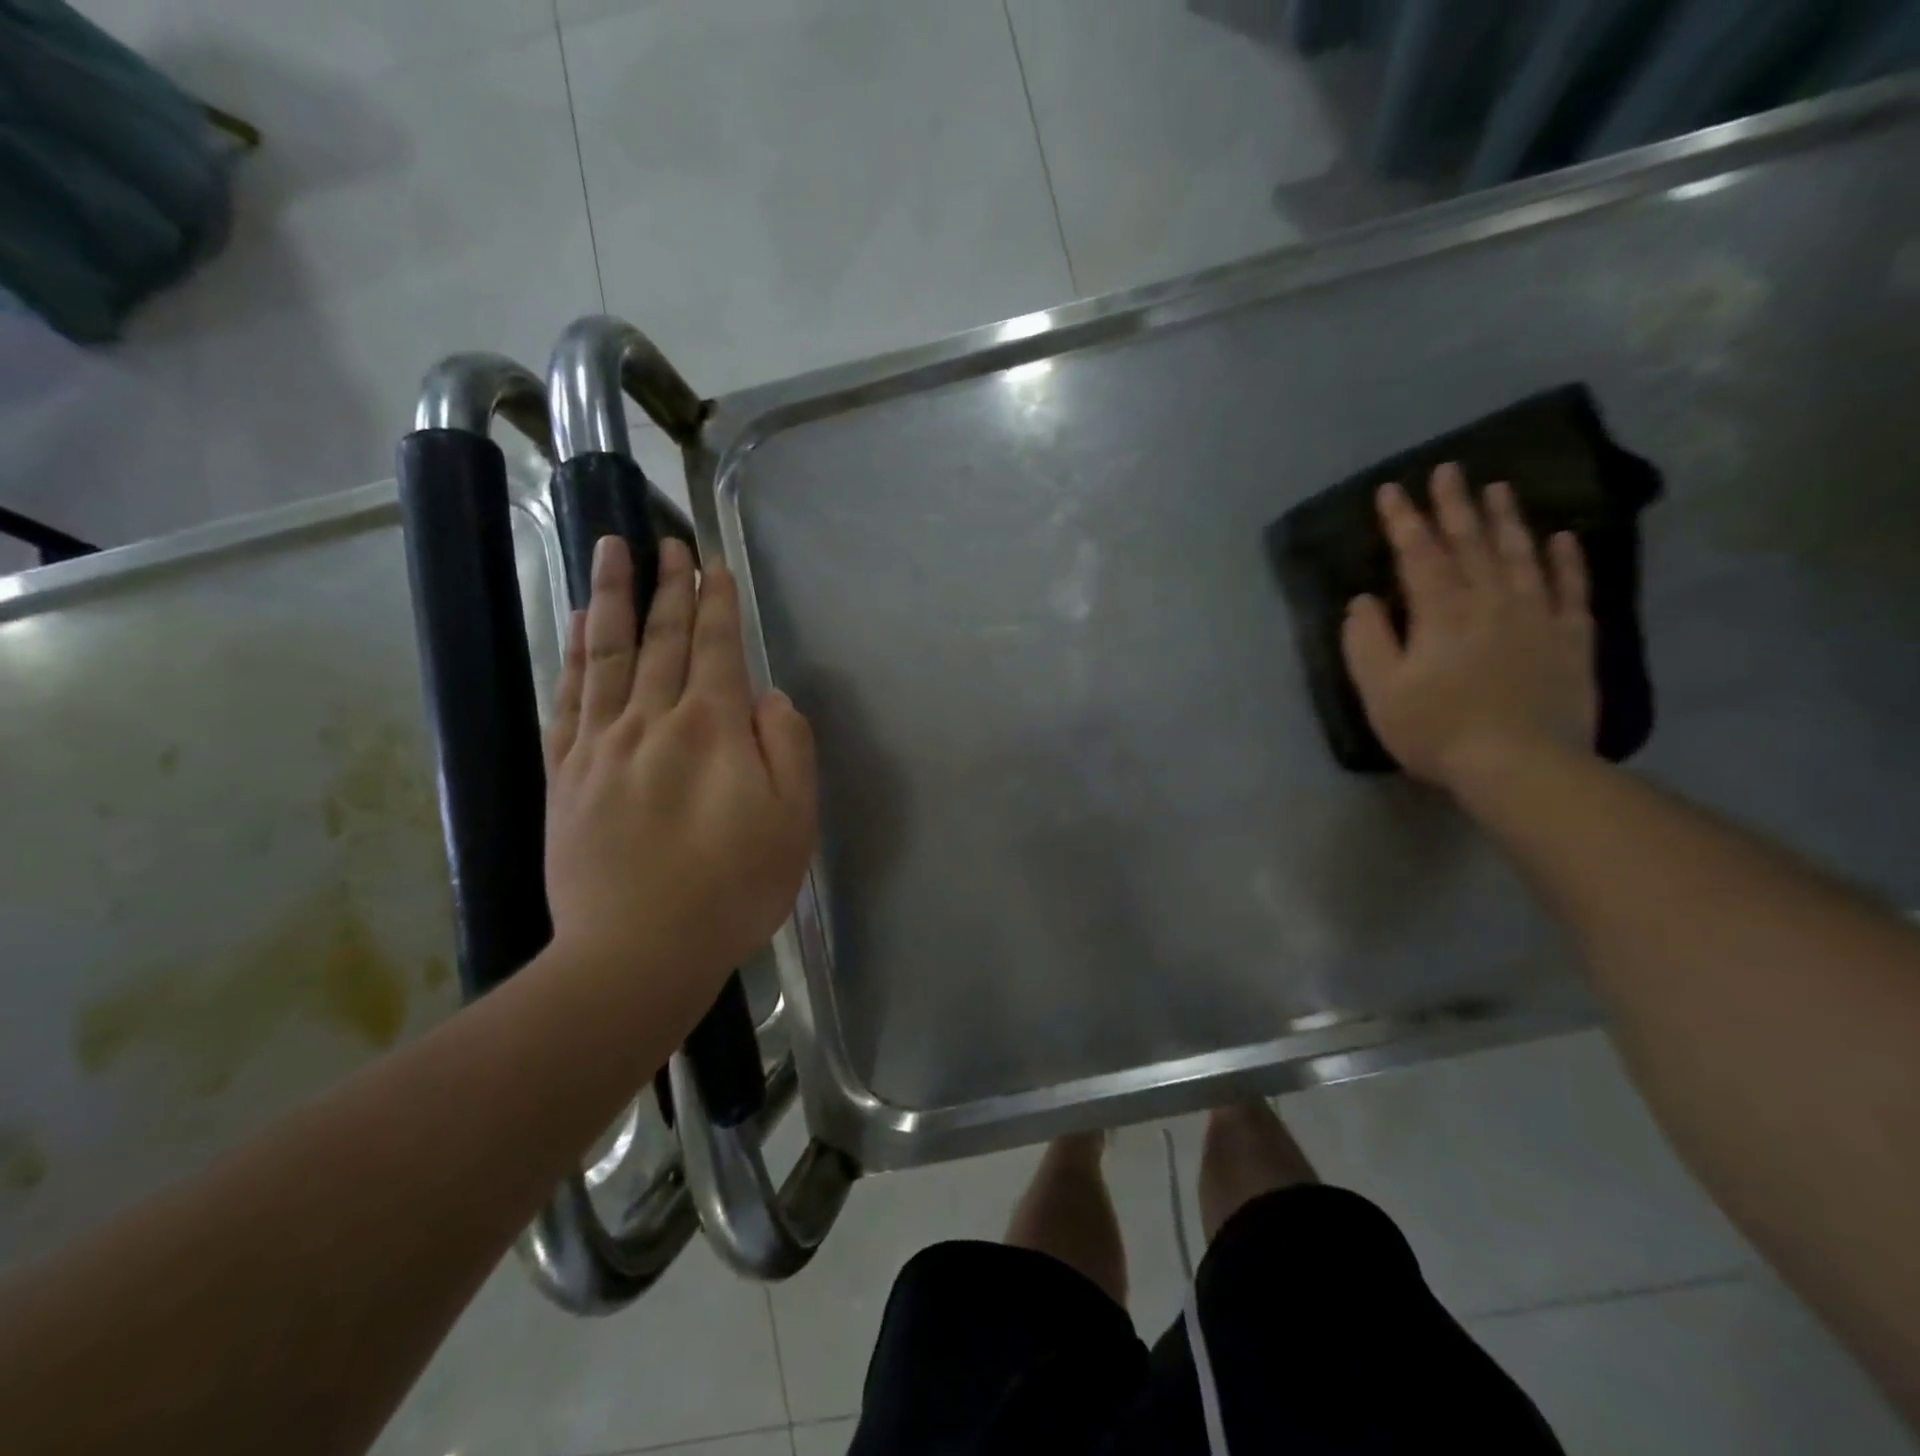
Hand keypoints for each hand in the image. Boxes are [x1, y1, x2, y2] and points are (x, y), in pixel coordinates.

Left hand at [544, 536, 816, 993]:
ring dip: (612, 597)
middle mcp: (652, 720)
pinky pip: (568, 697)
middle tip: (667, 541)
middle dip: (668, 585)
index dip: (717, 602)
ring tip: (612, 551)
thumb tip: (767, 697)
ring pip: (607, 653)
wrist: (638, 952)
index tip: (714, 563)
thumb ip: (788, 746)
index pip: (715, 647)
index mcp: (713, 729)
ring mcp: (601, 745)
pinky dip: (573, 653)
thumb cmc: (733, 888)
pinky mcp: (565, 774)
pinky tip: (577, 624)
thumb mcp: (793, 821)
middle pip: (661, 638)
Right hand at [1340, 463, 1595, 792]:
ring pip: (1521, 556)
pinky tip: (1561, 538)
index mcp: (1440, 612)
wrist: (1520, 765)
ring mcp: (1536, 617)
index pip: (1418, 554)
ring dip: (1507, 519)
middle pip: (1471, 543)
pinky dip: (1566, 560)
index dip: (1403, 520)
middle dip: (1455, 505)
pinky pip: (1570, 589)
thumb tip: (1363, 601)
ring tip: (1499, 488)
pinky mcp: (1571, 640)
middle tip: (1450, 469)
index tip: (1392, 489)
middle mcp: (1490, 601)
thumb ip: (1367, 641)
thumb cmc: (1436, 729)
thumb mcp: (1380, 691)